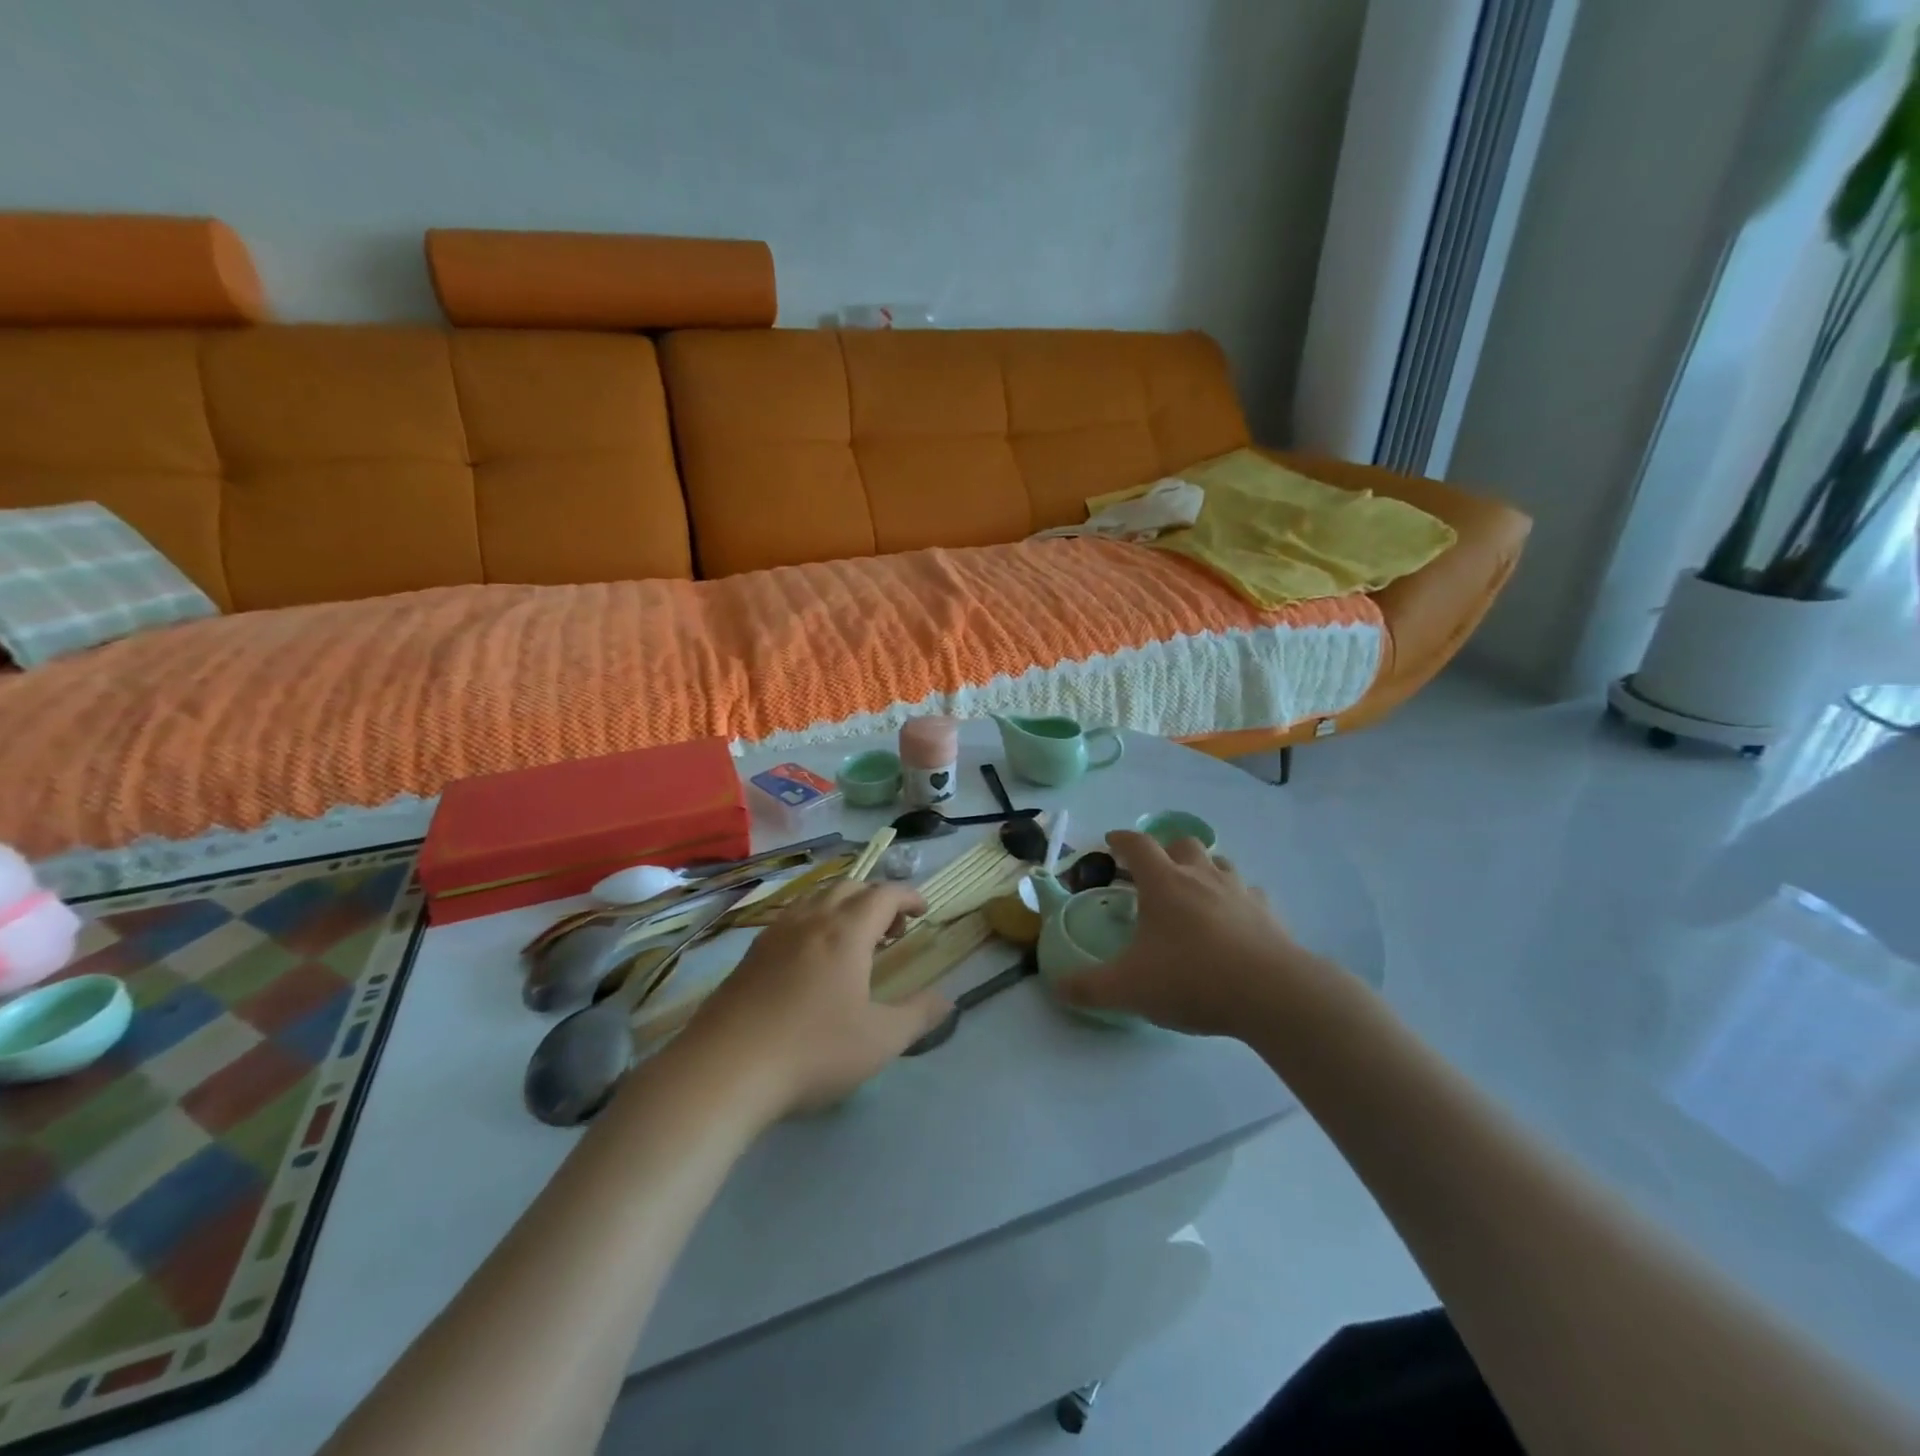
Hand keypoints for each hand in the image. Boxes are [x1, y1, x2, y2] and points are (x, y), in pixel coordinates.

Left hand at [682, 881, 951, 1116]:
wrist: (724, 1070)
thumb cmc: (812, 1051)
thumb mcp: (879, 1041)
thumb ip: (918, 1016)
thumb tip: (947, 1000)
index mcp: (846, 932)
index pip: (884, 893)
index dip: (909, 896)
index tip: (923, 912)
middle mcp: (811, 920)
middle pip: (849, 887)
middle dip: (876, 898)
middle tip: (891, 930)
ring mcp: (775, 934)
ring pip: (815, 898)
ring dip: (842, 906)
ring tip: (852, 940)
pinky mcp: (750, 955)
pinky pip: (790, 918)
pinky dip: (813, 921)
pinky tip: (810, 959)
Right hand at [1053, 830, 1325, 1037]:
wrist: (1271, 994)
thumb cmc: (1191, 979)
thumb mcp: (1128, 989)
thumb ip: (1089, 988)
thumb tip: (1057, 987)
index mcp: (1164, 883)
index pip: (1138, 845)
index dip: (1121, 839)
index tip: (1111, 841)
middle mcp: (1201, 876)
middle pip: (1183, 844)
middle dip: (1166, 850)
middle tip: (1154, 872)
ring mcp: (1239, 892)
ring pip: (1219, 863)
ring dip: (1203, 869)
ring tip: (1194, 891)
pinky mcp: (1268, 914)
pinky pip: (1250, 894)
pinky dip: (1236, 899)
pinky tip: (1234, 920)